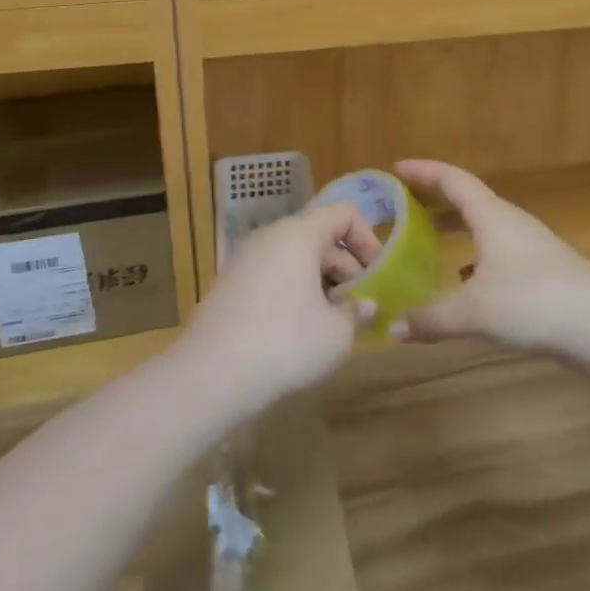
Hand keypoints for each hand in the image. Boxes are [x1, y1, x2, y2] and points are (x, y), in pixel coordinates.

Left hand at [176, 203, 383, 415]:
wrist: (208, 376)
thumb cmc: (284, 343)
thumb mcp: (336, 333)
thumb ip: (358, 312)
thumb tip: (366, 304)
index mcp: (298, 233)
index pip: (343, 214)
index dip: (368, 239)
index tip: (381, 275)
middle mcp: (270, 236)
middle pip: (320, 238)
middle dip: (348, 269)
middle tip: (363, 308)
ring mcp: (246, 260)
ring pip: (297, 260)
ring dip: (323, 285)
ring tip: (337, 325)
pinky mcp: (231, 286)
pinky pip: (275, 276)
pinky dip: (296, 294)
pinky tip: (303, 333)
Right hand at [392, 160, 589, 354]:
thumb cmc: (533, 302)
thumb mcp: (474, 312)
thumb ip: (432, 318)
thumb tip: (394, 328)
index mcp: (491, 216)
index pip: (452, 180)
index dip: (424, 171)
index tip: (397, 168)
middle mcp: (510, 223)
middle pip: (468, 200)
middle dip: (436, 199)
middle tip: (405, 204)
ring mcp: (530, 246)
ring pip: (485, 227)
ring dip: (457, 228)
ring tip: (430, 240)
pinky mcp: (544, 272)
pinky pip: (498, 251)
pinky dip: (475, 256)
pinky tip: (467, 281)